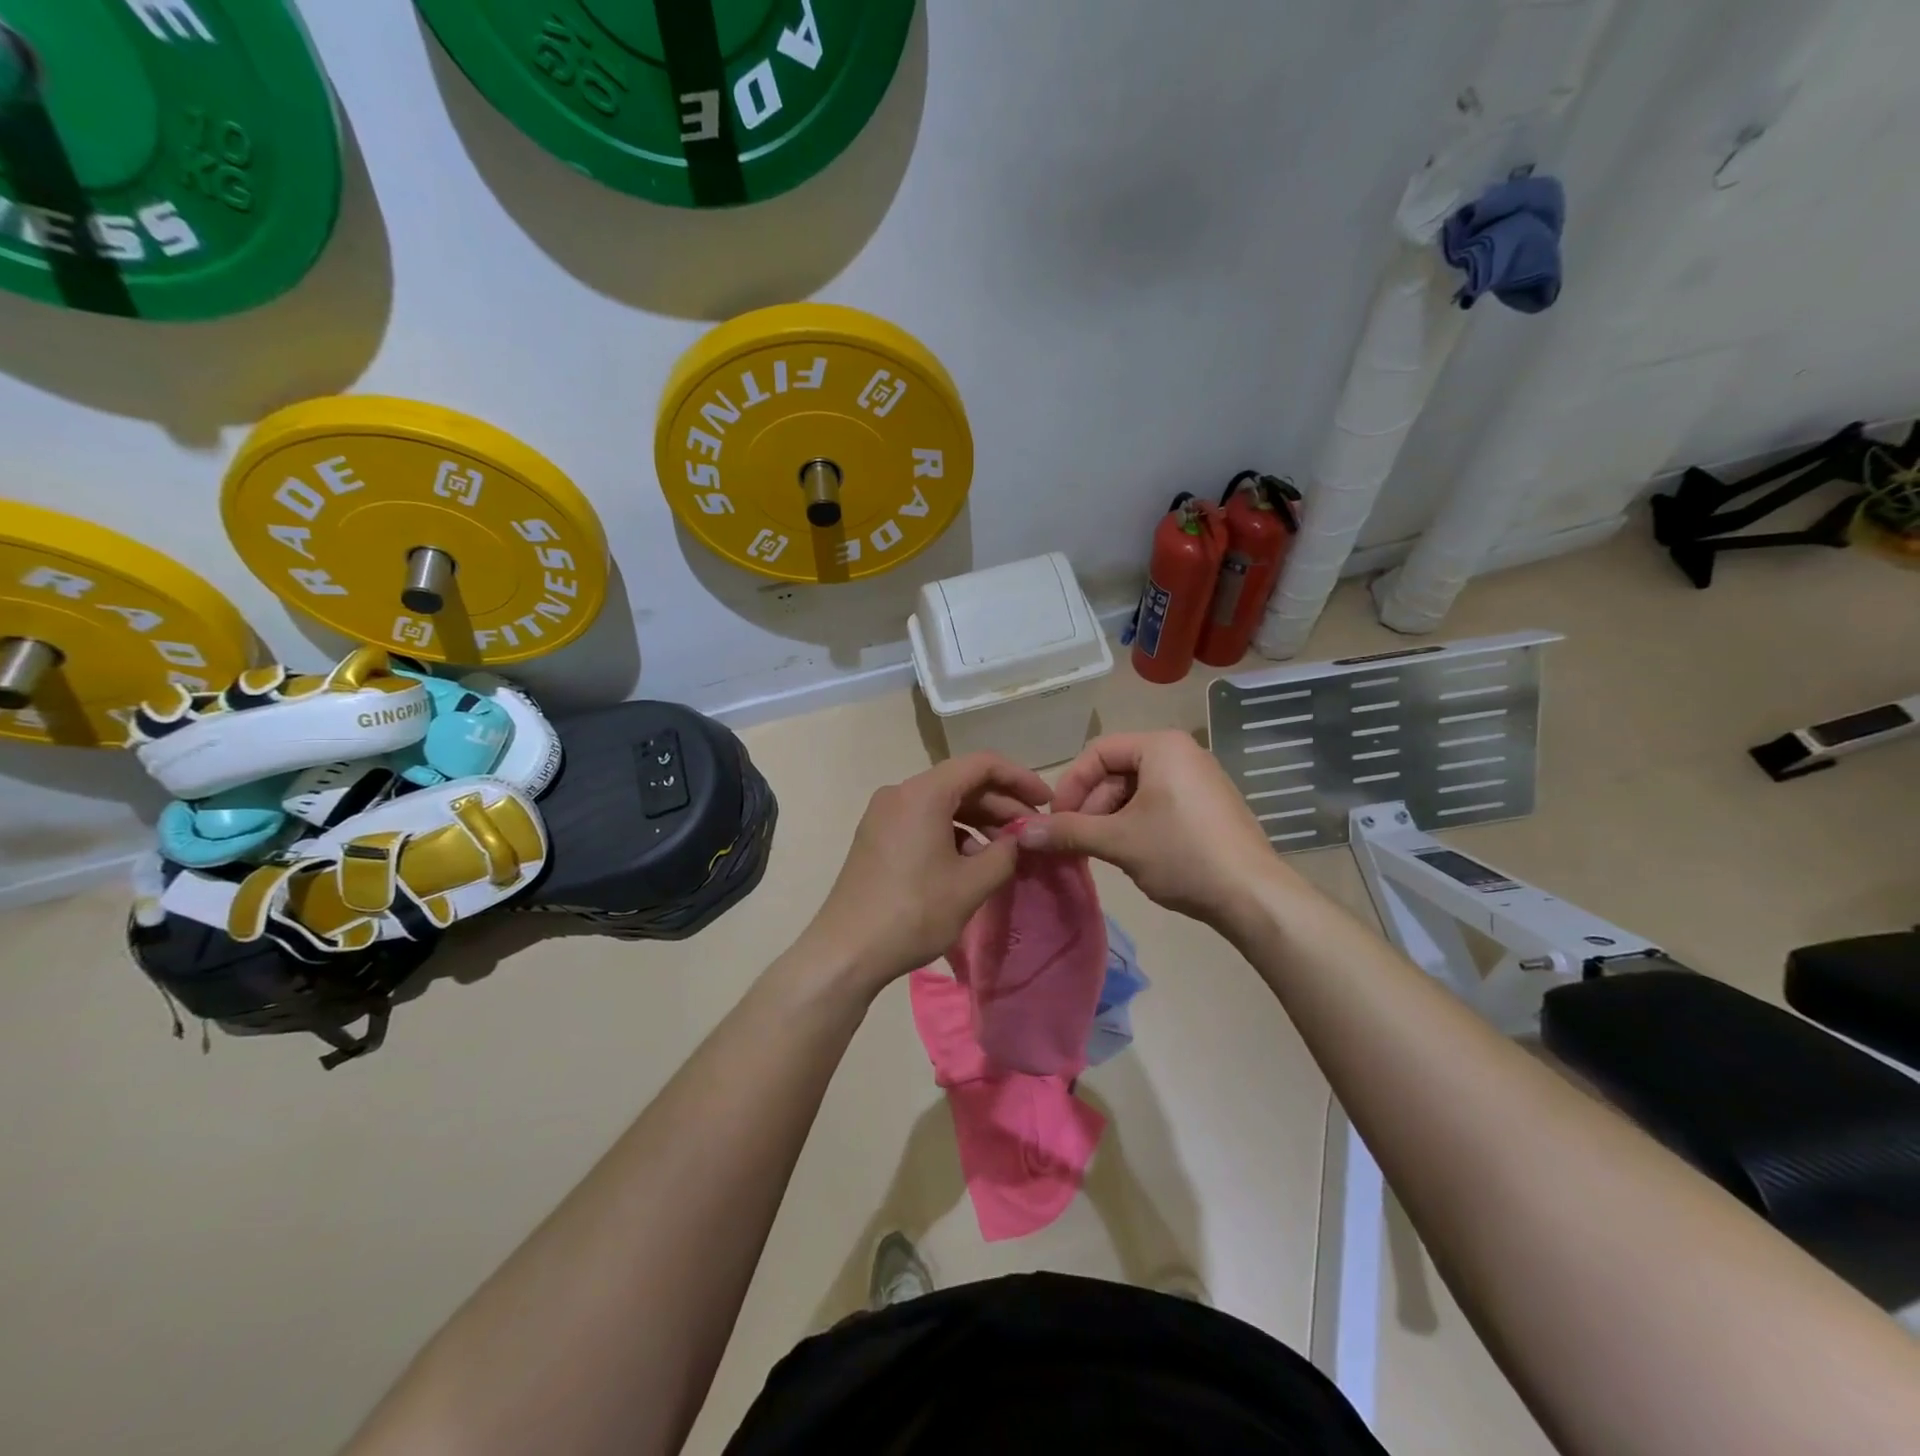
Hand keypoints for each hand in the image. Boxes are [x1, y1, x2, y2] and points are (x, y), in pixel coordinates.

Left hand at [797, 752, 1051, 995]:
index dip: (1019, 779)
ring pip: (943, 803)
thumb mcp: (971, 885)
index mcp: (923, 793)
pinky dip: (953, 832)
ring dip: (978, 820)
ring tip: (1007, 850)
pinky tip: (971, 860)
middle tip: (1032, 832)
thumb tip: (1021, 839)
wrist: (846, 952)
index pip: (982, 765)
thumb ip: (1006, 853)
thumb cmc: (913, 913)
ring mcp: (884, 814)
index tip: (1046, 803)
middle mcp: (900, 793)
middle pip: (961, 783)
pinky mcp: (877, 836)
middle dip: (1001, 804)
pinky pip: (924, 820)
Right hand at [1015, 731, 1296, 932]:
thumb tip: (1019, 831)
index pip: (1097, 752)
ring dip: (1110, 818)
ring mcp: (1199, 779)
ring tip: (1101, 852)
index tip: (1057, 821)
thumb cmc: (1182, 854)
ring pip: (1137, 790)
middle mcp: (1181, 753)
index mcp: (1161, 746)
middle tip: (1077, 841)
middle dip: (1091, 805)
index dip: (1070, 785)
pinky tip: (1132, 854)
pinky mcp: (1208, 806)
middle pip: (1116, 770)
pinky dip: (1136, 823)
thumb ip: (1067, 831)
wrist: (1253, 896)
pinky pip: (1159, 803)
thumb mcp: (1118, 841)